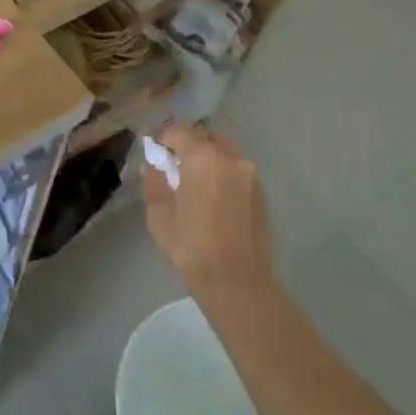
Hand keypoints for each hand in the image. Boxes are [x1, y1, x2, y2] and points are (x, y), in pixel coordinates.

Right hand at [142, 122, 275, 300]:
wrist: (238, 283)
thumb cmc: (192, 247)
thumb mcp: (159, 215)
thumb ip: (154, 182)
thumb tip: (154, 166)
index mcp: (202, 158)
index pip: (179, 131)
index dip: (165, 138)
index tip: (157, 153)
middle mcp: (229, 158)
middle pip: (205, 137)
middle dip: (188, 145)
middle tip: (175, 166)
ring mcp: (249, 174)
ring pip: (224, 152)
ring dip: (208, 158)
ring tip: (196, 182)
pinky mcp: (261, 193)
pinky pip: (237, 170)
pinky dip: (223, 173)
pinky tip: (214, 198)